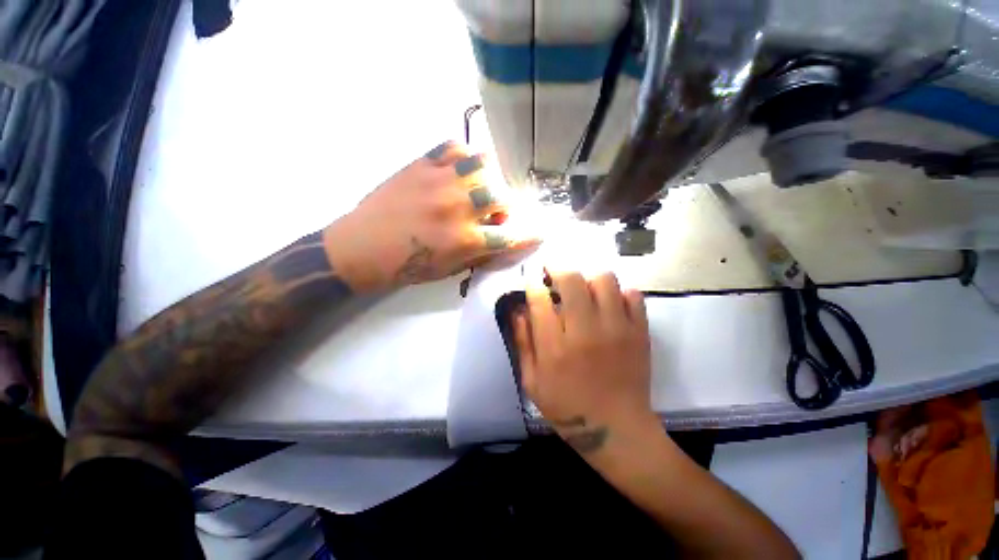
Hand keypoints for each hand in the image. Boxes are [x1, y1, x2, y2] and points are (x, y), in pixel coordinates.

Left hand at [323, 141, 538, 292]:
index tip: (540, 232)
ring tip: (479, 188)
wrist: (360, 247)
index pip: (511, 236)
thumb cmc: (407, 265)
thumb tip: (501, 240)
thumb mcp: (449, 269)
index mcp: (465, 239)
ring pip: (483, 165)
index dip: (530, 235)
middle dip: (506, 206)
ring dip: (489, 179)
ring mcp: (439, 181)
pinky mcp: (421, 165)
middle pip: (502, 196)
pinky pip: (454, 147)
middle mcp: (458, 207)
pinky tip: (459, 169)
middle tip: (495, 213)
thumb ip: (479, 253)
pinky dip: (464, 156)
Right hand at [514, 270, 654, 454]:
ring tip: (583, 288)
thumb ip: (523, 343)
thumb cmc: (568, 408)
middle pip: (571, 279)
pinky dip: (618, 292)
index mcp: (554, 347)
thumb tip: (518, 310)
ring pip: (604, 279)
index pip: (539, 299)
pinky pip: (632, 295)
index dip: (533, 284)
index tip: (533, 281)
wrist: (617, 430)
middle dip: (557, 268)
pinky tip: (609, 304)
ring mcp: (617, 329)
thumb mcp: (532, 381)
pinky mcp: (639, 332)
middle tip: (553, 272)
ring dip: (588, 278)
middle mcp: (585, 331)